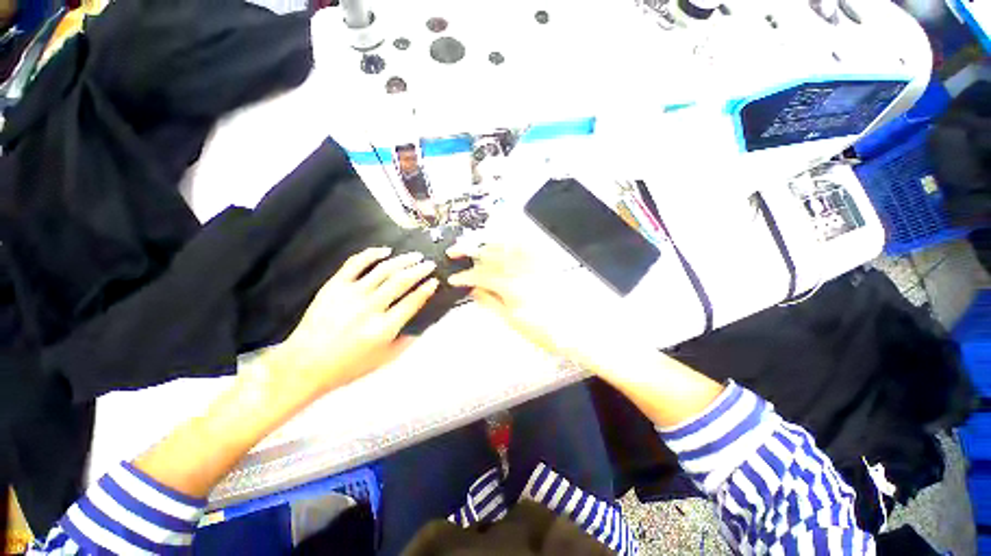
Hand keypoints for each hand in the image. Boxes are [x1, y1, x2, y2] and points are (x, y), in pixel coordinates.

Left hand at [265, 247, 438, 397]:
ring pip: (383, 270)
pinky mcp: (333, 286)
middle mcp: (369, 308)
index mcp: (383, 328)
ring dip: (402, 260)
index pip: (412, 302)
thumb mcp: (385, 359)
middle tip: (430, 264)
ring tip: (415, 256)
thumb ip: (408, 340)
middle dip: (419, 270)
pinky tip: (385, 251)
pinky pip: (355, 263)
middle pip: (401, 281)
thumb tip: (424, 321)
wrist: (304, 365)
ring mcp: (350, 294)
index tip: (435, 281)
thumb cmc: (349, 365)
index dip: (426, 289)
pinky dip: (372, 254)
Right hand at [448, 242, 624, 369]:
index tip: (452, 278)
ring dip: (488, 243)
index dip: (464, 276)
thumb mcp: (511, 320)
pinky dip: (512, 240)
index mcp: (511, 286)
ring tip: (476, 247)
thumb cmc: (541, 331)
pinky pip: (527, 245)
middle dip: (470, 250)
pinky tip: (504, 242)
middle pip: (491, 253)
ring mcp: (535, 263)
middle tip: (456, 252)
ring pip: (506, 244)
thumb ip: (490, 301)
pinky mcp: (545, 262)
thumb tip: (472, 290)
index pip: (481, 275)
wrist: (574, 329)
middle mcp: (522, 269)